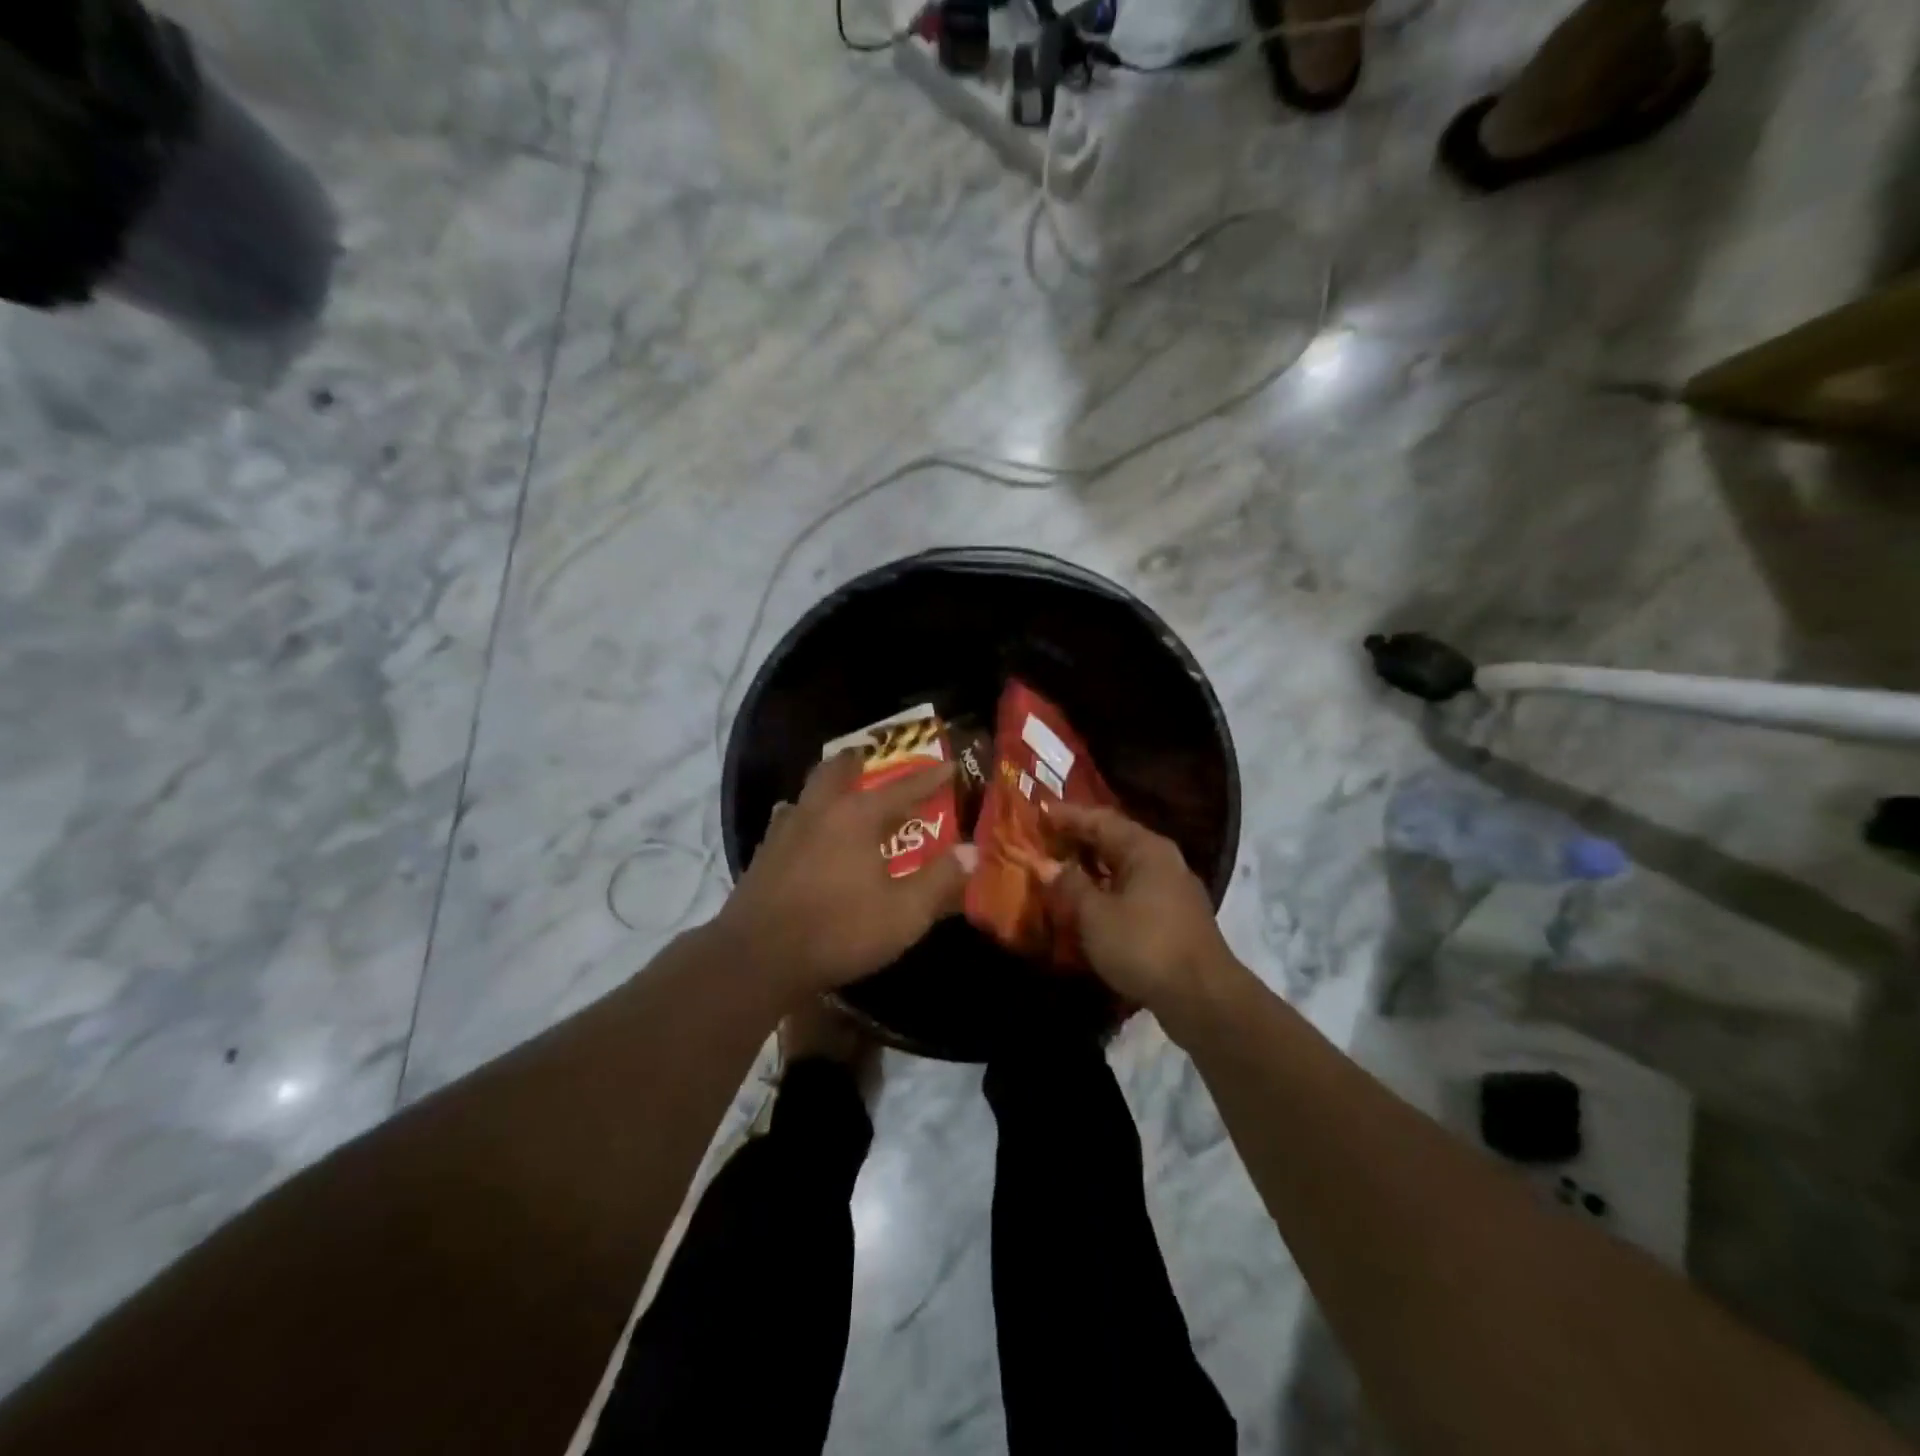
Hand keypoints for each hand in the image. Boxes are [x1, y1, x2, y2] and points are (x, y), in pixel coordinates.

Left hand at [714, 751, 974, 1000]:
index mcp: (857, 817)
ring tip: (841, 792)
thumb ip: (940, 880)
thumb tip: (972, 850)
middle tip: (873, 759)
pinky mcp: (765, 854)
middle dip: (860, 761)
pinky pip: (788, 819)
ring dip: (828, 785)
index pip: (902, 788)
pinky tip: (807, 834)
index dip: (930, 778)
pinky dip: (804, 815)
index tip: (950, 765)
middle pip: (838, 770)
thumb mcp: (904, 913)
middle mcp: (819, 811)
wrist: (758, 958)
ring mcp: (786, 830)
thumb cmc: (839, 930)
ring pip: (808, 792)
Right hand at [1044, 803, 1237, 1018]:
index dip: (1069, 816)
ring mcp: (1173, 890)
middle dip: (1080, 841)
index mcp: (1146, 849)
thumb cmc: (1144, 945)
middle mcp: (1163, 861)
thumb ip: (1070, 885)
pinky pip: (1134, 891)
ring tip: (1062, 870)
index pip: (1101, 820)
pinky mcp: (1175, 918)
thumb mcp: (1095, 915)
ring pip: (1125, 868)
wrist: (1203, 997)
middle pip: (1115, 841)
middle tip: (1047, 841)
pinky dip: (1108, 891)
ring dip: (1094, 868)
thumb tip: (1049, 865)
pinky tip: (1091, 904)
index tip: (1041, 813)